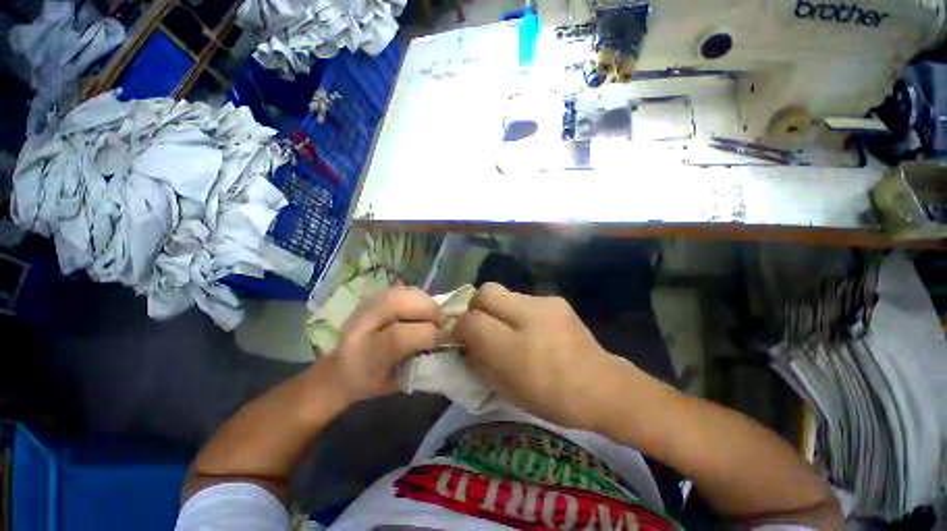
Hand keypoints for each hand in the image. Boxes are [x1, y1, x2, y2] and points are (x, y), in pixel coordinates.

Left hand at [328, 286, 444, 403]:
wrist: (342, 367)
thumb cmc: (373, 380)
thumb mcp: (398, 382)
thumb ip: (421, 362)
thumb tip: (446, 340)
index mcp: (363, 353)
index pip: (398, 336)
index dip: (427, 335)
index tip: (441, 340)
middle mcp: (360, 323)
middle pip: (399, 303)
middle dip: (429, 310)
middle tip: (442, 322)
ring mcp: (366, 303)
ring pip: (403, 292)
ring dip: (426, 301)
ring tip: (433, 315)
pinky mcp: (375, 295)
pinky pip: (404, 289)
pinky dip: (419, 297)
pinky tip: (422, 309)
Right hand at [455, 283, 615, 429]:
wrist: (601, 387)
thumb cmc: (550, 397)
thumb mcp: (504, 388)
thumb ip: (478, 361)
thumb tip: (466, 341)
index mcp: (512, 347)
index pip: (470, 320)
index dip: (461, 326)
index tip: (464, 336)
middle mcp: (526, 316)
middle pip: (485, 292)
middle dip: (476, 306)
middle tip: (482, 325)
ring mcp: (544, 303)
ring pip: (505, 293)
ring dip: (498, 308)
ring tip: (509, 329)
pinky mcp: (556, 301)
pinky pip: (524, 299)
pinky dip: (518, 311)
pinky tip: (532, 328)